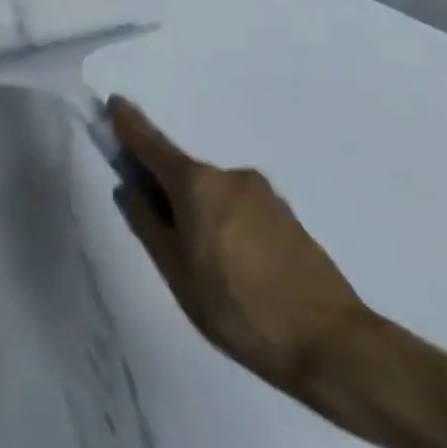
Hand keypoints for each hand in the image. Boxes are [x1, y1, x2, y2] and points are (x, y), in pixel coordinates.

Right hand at [108, 96, 374, 403]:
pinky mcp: (286, 217)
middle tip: (154, 231)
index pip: (152, 144)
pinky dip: (219, 221)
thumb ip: (147, 223)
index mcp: (198, 185)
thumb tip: (131, 190)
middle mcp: (232, 177)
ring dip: (192, 210)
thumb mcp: (175, 270)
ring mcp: (264, 195)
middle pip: (181, 172)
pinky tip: (226, 263)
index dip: (129, 124)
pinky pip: (235, 207)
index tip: (114, 103)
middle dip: (161, 188)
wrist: (332, 344)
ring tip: (196, 262)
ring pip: (209, 193)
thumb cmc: (236, 305)